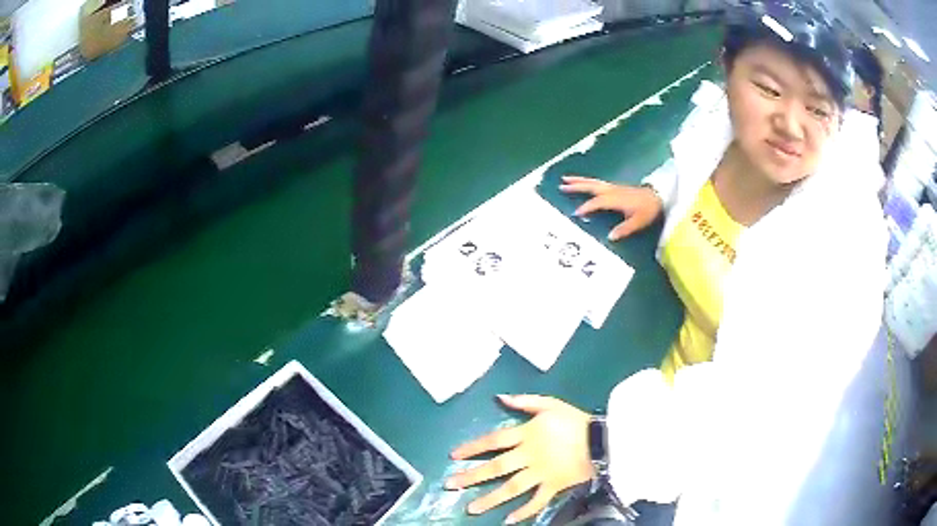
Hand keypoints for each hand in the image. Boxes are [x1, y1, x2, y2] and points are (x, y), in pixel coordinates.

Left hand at [446, 395, 592, 523]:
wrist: (602, 440)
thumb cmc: (575, 421)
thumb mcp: (550, 404)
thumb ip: (525, 402)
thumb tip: (499, 397)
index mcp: (527, 434)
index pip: (493, 441)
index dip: (472, 447)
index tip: (453, 456)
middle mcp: (529, 456)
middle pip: (496, 468)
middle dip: (472, 477)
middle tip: (450, 485)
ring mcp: (540, 474)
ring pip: (511, 489)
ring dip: (490, 500)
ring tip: (470, 509)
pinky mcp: (553, 486)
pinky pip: (537, 501)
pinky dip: (524, 512)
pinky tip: (508, 521)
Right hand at [560, 175, 662, 240]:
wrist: (659, 197)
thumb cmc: (648, 210)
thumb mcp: (638, 222)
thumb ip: (624, 229)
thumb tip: (610, 237)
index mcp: (615, 199)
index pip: (597, 202)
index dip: (586, 207)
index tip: (576, 213)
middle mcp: (612, 191)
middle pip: (591, 186)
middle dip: (576, 186)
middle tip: (561, 185)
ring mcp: (614, 187)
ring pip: (593, 182)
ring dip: (580, 180)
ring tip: (566, 179)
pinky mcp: (616, 187)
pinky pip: (598, 182)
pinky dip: (588, 182)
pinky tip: (584, 184)